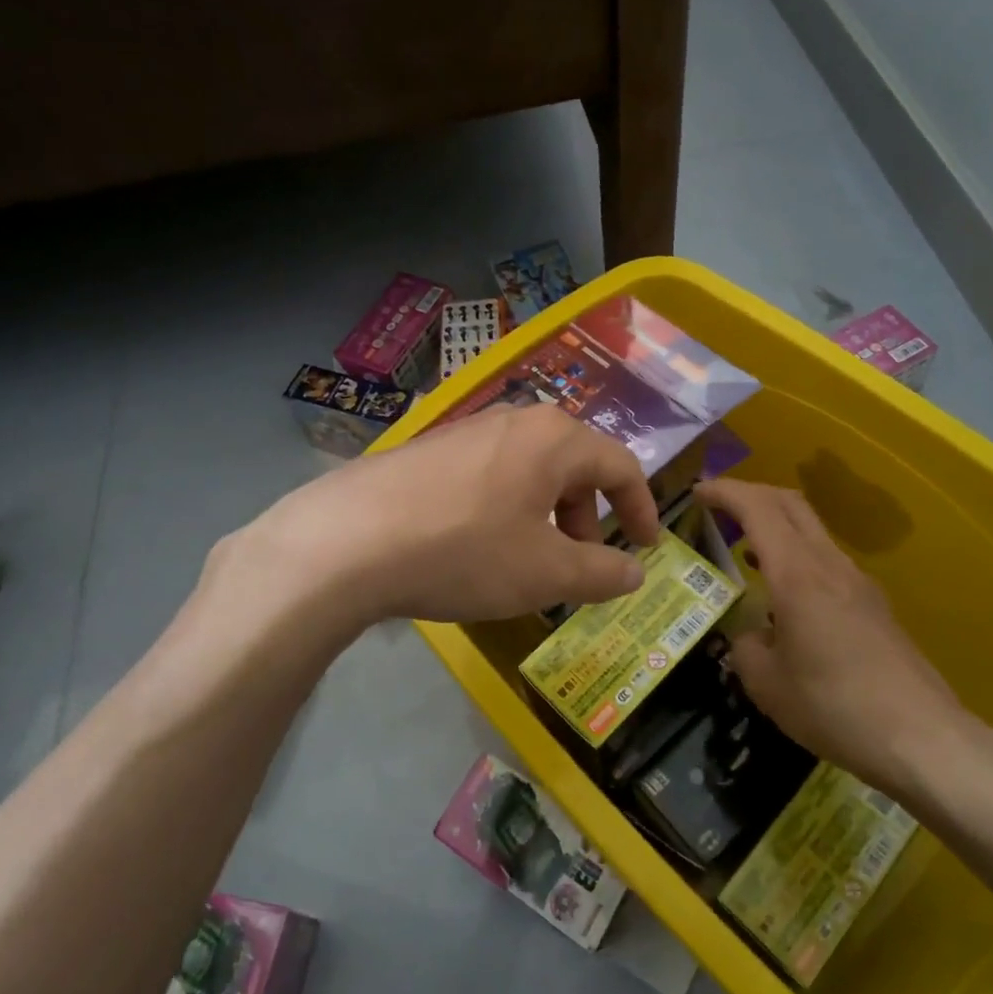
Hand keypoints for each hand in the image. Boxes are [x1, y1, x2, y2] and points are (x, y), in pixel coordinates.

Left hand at [256, 403, 662, 624]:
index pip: (620, 466)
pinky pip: (489, 475)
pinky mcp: (429, 449)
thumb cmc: (465, 551)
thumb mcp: (544, 573)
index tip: (645, 547)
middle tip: (580, 564)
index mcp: (555, 438)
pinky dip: (505, 509)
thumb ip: (600, 572)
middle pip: (573, 465)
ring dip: (544, 516)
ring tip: (528, 562)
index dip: (640, 509)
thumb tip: (634, 573)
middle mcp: (515, 420)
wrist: (347, 540)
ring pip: (529, 471)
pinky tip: (477, 547)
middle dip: (587, 517)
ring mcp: (466, 430)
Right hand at [695, 478, 973, 798]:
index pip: (757, 507)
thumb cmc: (835, 707)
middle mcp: (829, 564)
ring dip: (774, 524)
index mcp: (797, 574)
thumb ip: (745, 645)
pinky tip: (782, 593)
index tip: (696, 493)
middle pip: (789, 503)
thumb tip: (751, 634)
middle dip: (749, 494)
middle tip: (717, 509)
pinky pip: (825, 557)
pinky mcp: (873, 603)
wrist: (923, 740)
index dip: (724, 491)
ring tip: (743, 549)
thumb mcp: (767, 684)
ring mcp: (857, 581)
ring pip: (810, 528)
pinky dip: (794, 553)